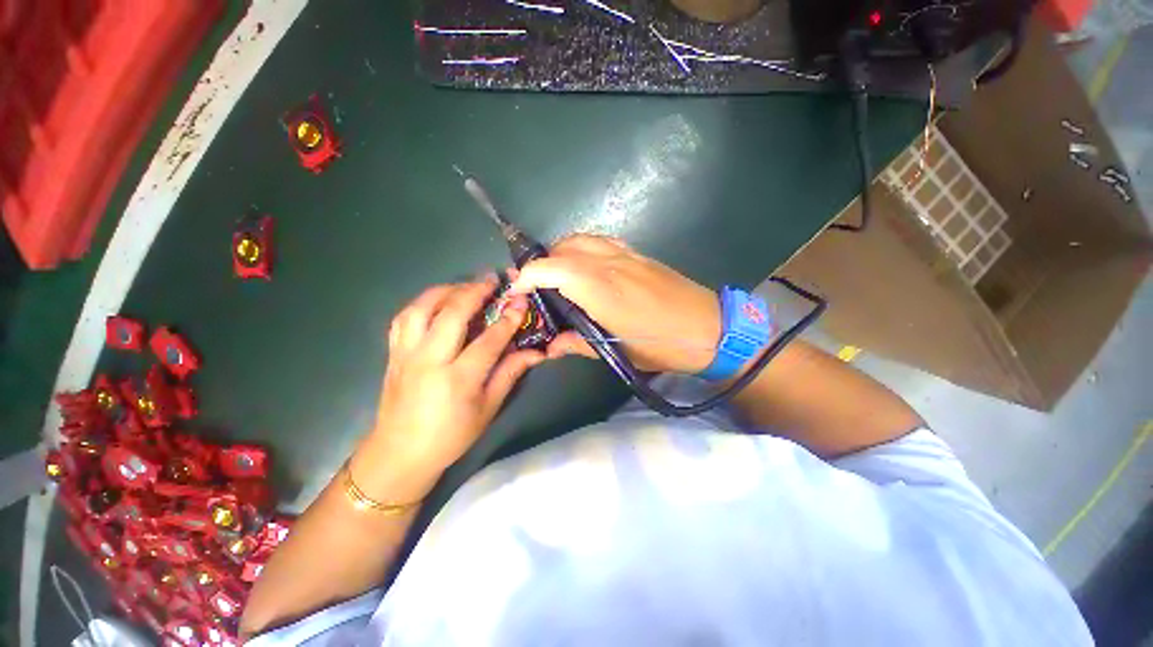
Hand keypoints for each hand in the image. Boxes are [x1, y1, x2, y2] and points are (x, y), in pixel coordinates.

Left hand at [352, 277, 544, 502]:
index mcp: (458, 380)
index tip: (520, 301)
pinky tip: (436, 303)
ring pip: (421, 309)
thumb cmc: (451, 435)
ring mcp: (406, 355)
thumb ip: (510, 374)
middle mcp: (430, 361)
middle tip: (491, 280)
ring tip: (464, 287)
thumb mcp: (488, 408)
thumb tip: (536, 352)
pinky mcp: (393, 354)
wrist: (399, 453)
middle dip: (474, 292)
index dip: (508, 319)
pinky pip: (403, 318)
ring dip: (445, 291)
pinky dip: (422, 304)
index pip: (488, 340)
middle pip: (451, 314)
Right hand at [509, 235, 719, 373]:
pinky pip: (600, 241)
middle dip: (541, 264)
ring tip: (557, 275)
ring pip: (580, 240)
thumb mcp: (617, 351)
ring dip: (560, 253)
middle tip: (536, 288)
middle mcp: (609, 264)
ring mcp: (625, 255)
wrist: (709, 327)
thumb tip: (551, 346)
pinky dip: (582, 248)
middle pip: (563, 249)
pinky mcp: (637, 253)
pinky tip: (584, 265)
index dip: (527, 276)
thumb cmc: (662, 345)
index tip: (516, 290)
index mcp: (601, 289)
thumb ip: (578, 344)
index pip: (552, 269)